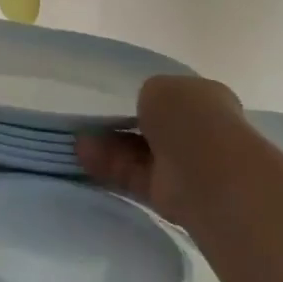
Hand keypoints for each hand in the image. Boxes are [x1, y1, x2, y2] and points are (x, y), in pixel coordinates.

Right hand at [76, 75, 245, 236]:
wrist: (206, 171)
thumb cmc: (189, 118)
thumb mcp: (160, 87)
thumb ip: (147, 97)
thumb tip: (141, 113)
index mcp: (206, 101)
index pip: (174, 99)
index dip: (147, 100)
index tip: (117, 102)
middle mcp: (198, 134)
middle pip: (153, 129)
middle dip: (122, 127)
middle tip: (89, 125)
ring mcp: (184, 166)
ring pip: (140, 154)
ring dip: (110, 148)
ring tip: (76, 143)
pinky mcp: (167, 194)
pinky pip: (133, 176)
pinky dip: (109, 168)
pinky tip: (82, 158)